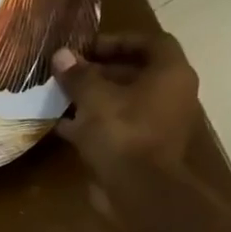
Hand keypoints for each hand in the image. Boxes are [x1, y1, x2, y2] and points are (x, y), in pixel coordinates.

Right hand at [51, 33, 200, 190]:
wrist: (138, 190)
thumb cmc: (122, 133)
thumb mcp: (94, 98)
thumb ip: (78, 75)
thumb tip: (61, 55)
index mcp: (170, 74)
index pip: (151, 42)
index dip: (119, 40)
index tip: (87, 47)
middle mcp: (170, 96)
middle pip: (134, 73)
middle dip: (99, 71)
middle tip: (68, 72)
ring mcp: (156, 125)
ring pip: (122, 102)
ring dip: (93, 98)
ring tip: (60, 95)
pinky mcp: (140, 149)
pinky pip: (115, 127)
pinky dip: (92, 123)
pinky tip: (62, 124)